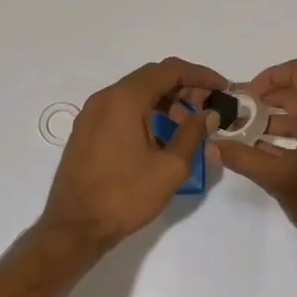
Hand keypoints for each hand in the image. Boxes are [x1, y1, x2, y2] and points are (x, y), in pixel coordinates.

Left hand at [37, 58, 224, 250]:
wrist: (74, 227)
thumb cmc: (125, 196)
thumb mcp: (170, 167)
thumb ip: (193, 133)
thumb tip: (209, 113)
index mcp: (125, 99)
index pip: (169, 70)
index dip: (200, 75)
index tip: (222, 87)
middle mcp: (105, 97)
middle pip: (151, 78)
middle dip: (183, 87)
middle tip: (208, 106)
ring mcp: (91, 113)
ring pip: (135, 93)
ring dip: (164, 100)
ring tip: (188, 123)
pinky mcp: (86, 130)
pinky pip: (120, 109)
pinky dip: (145, 112)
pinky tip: (161, 135)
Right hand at [216, 58, 296, 265]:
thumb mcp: (276, 179)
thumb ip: (242, 159)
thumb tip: (211, 145)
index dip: (271, 76)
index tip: (248, 97)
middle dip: (266, 102)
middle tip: (238, 116)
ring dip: (274, 122)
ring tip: (245, 137)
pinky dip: (288, 140)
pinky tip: (265, 156)